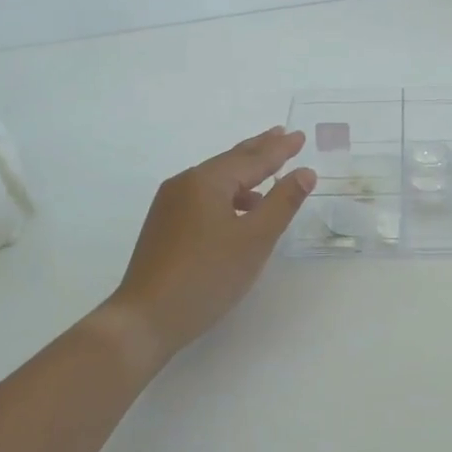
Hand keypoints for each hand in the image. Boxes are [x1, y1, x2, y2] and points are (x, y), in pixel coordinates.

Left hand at [106, 127, 316, 363]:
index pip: (252, 158)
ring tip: (267, 172)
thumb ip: (282, 203)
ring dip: (243, 174)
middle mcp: (185, 183)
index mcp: (207, 181)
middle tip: (282, 134)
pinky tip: (239, 210)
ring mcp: (170, 204)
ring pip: (215, 180)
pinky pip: (203, 196)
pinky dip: (227, 194)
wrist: (146, 317)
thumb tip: (305, 172)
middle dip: (259, 150)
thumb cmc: (207, 276)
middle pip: (230, 161)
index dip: (279, 149)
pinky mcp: (164, 225)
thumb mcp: (255, 239)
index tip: (299, 136)